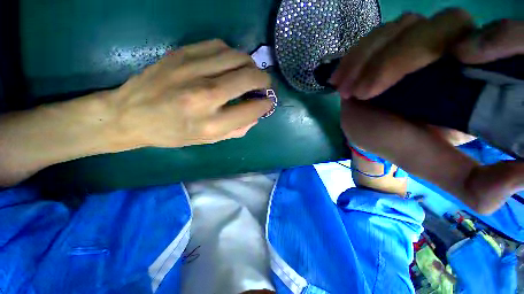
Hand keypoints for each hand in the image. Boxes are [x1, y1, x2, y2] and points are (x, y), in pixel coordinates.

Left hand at [112, 39, 271, 147]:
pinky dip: (232, 54)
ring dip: (250, 65)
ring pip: (237, 57)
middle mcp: (205, 96)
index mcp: (212, 123)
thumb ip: (237, 130)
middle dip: (265, 80)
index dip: (266, 104)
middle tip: (265, 85)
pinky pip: (219, 46)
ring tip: (249, 73)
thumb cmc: (173, 133)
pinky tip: (229, 64)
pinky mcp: (182, 54)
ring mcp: (192, 71)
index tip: (268, 102)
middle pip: (249, 78)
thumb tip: (256, 115)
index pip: (252, 109)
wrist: (130, 115)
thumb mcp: (208, 140)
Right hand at [332, 9, 523, 213]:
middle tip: (365, 93)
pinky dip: (358, 54)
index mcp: (481, 83)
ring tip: (349, 91)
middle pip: (448, 25)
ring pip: (408, 25)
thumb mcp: (437, 168)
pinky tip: (342, 78)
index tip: (465, 58)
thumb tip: (522, 178)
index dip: (501, 38)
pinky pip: (379, 33)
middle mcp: (458, 50)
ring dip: (371, 59)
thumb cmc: (399, 145)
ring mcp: (421, 39)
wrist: (367, 131)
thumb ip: (476, 185)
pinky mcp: (392, 40)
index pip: (509, 41)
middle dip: (401, 58)